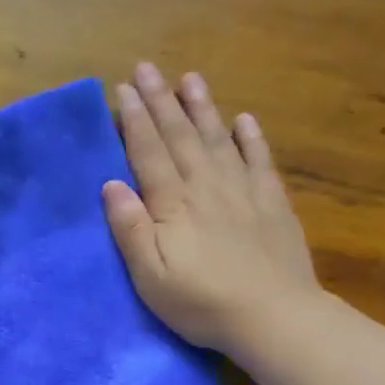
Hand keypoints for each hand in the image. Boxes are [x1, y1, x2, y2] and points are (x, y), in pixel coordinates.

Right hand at [102, 62, 322, 358]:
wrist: (273, 317)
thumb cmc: (201, 303)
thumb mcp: (150, 276)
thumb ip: (131, 229)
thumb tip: (111, 185)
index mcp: (173, 205)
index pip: (148, 153)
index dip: (134, 120)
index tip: (123, 89)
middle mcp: (206, 187)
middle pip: (180, 136)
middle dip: (161, 101)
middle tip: (147, 68)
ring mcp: (243, 192)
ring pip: (218, 139)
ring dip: (202, 108)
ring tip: (190, 78)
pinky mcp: (272, 204)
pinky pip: (259, 161)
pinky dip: (250, 138)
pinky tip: (243, 120)